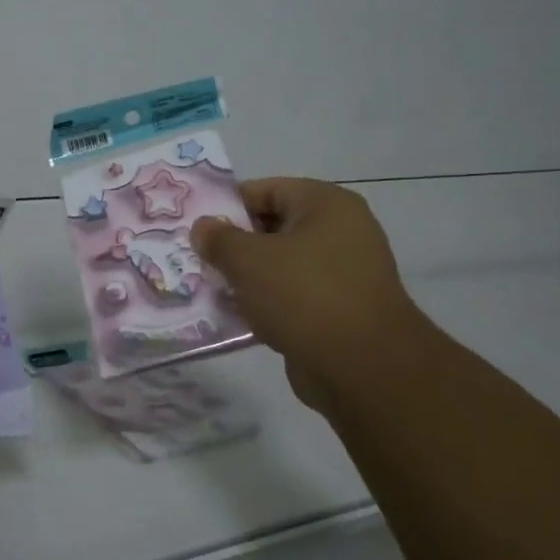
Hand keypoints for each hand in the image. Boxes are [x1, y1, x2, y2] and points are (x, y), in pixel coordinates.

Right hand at [192, 178, 427, 408]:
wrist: (363, 368)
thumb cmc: (304, 295)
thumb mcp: (248, 260)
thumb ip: (219, 239)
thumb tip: (203, 227)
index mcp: (326, 205)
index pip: (267, 190)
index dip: (229, 206)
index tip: (197, 227)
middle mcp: (341, 232)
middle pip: (274, 228)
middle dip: (235, 245)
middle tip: (198, 259)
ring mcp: (343, 274)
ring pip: (282, 265)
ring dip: (249, 277)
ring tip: (211, 289)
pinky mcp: (340, 311)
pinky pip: (293, 297)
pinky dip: (267, 304)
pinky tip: (238, 317)